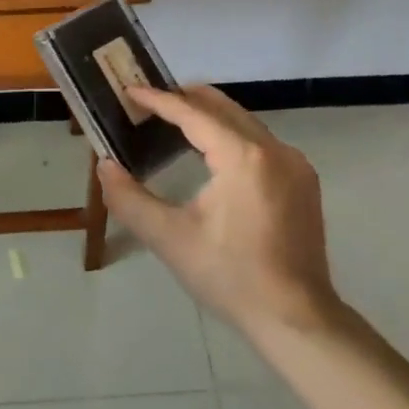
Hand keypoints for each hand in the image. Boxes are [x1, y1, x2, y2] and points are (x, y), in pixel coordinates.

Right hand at [97, 85, 341, 338]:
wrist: (295, 318)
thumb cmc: (229, 277)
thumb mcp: (169, 239)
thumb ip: (129, 199)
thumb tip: (104, 166)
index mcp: (243, 157)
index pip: (193, 114)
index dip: (158, 100)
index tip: (129, 90)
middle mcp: (274, 149)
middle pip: (223, 107)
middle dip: (184, 98)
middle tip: (148, 100)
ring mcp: (295, 164)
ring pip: (245, 122)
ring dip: (209, 116)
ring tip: (173, 120)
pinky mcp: (303, 181)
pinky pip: (261, 142)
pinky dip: (231, 135)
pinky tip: (212, 152)